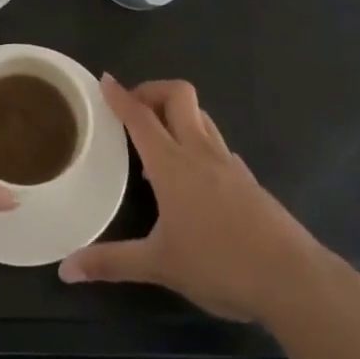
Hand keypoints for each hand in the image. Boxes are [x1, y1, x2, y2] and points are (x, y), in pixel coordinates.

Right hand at [59, 75, 324, 321]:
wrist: (293, 279)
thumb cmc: (219, 264)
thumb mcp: (159, 265)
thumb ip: (111, 263)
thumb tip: (66, 269)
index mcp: (172, 163)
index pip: (140, 116)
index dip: (120, 95)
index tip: (105, 79)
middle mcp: (200, 151)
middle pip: (178, 95)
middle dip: (152, 91)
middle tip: (133, 109)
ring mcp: (229, 163)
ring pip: (201, 117)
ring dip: (177, 115)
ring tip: (158, 143)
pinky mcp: (248, 180)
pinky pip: (217, 146)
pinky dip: (199, 145)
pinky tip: (194, 177)